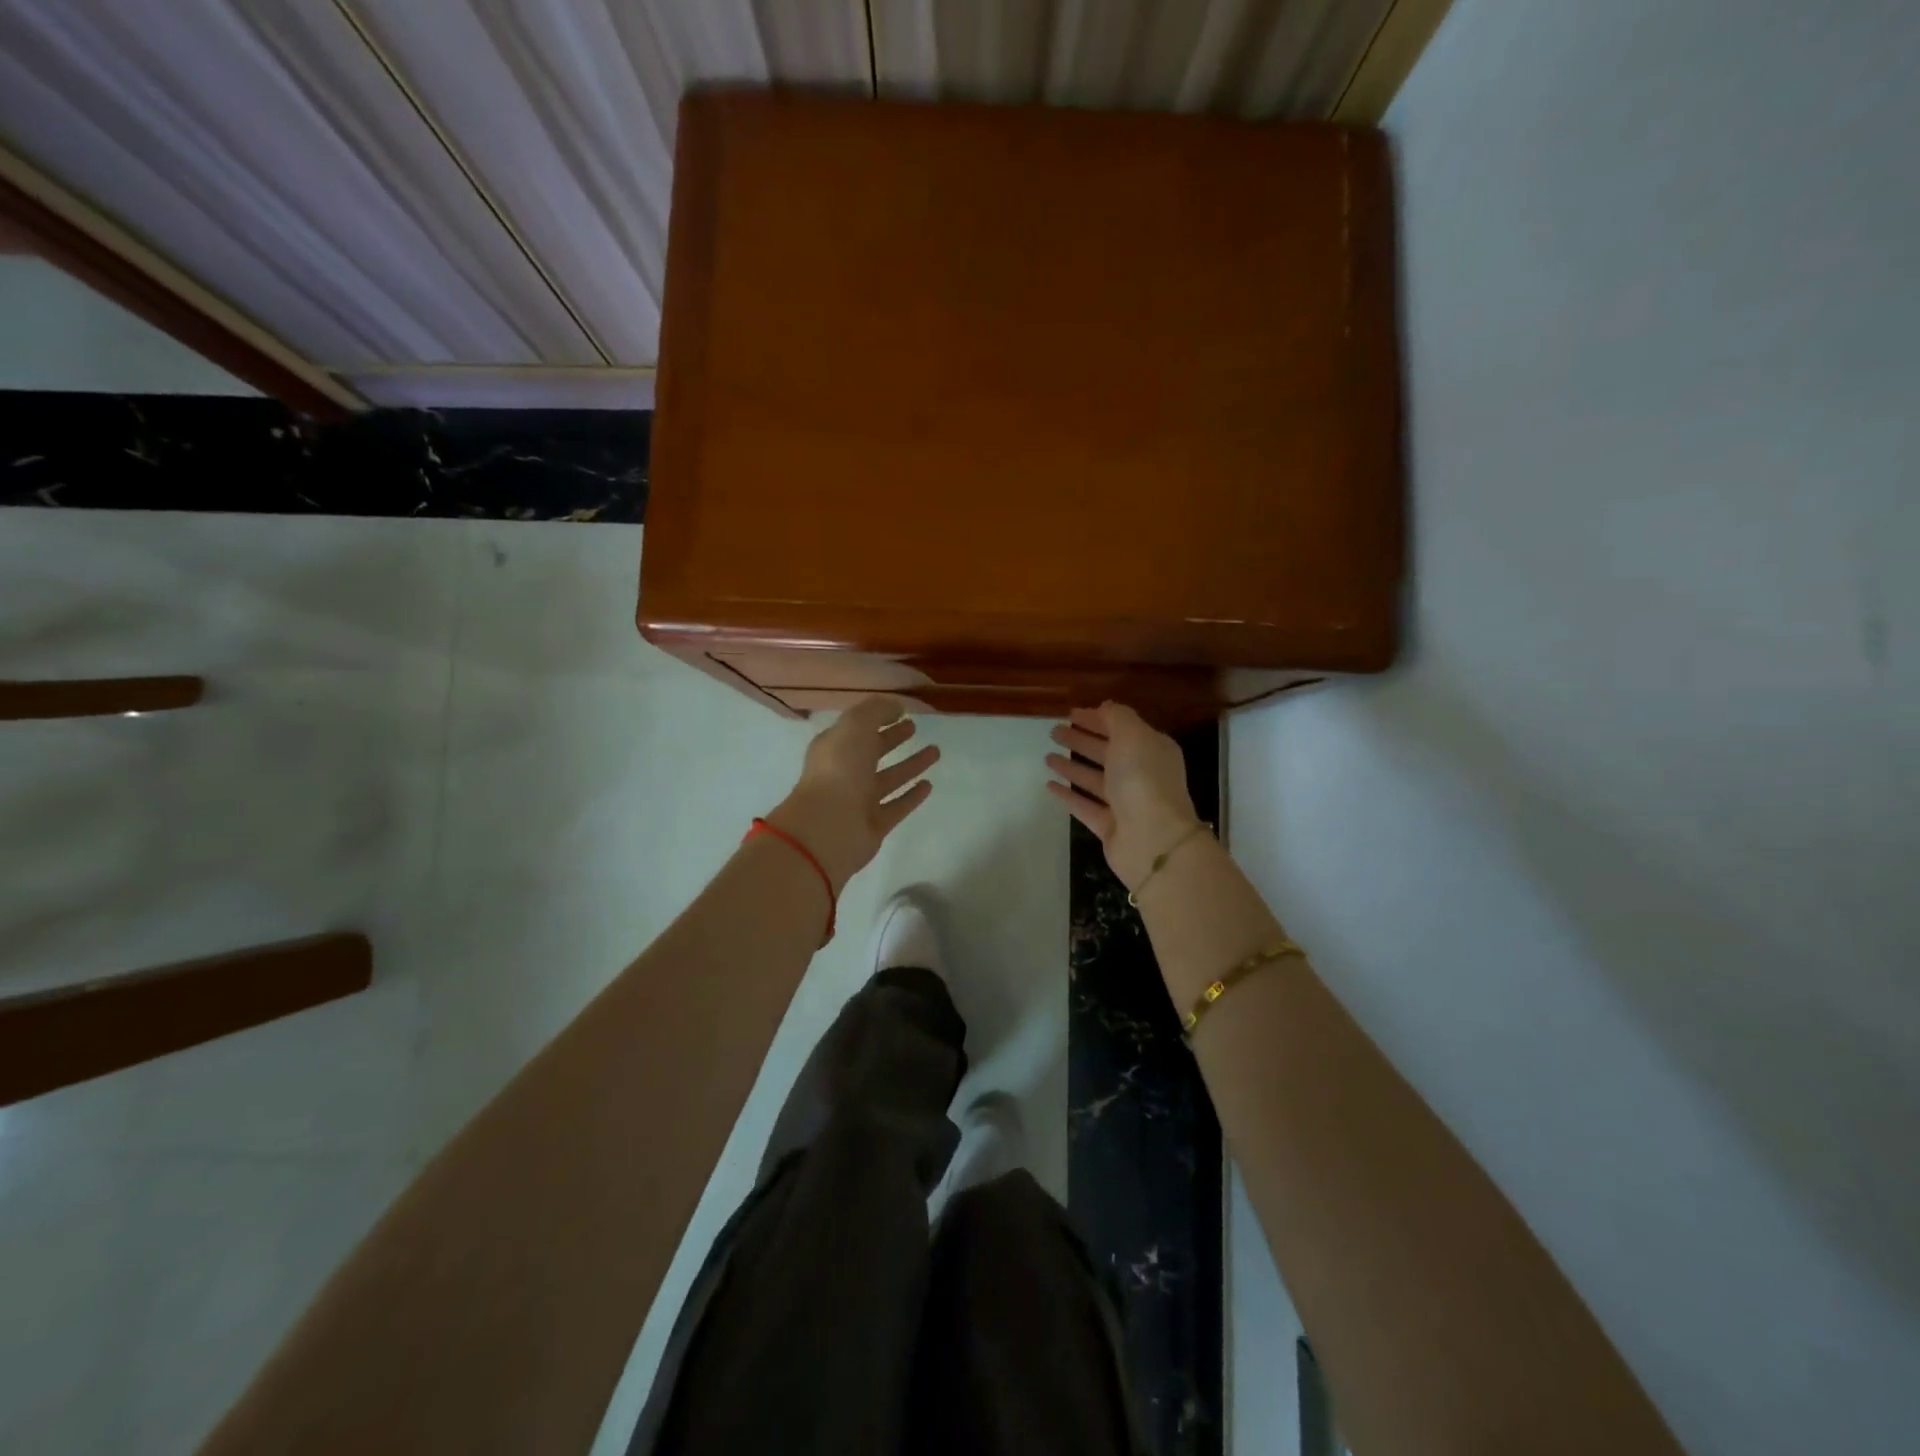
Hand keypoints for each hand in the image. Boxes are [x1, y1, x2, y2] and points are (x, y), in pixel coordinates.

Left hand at [767, 696, 939, 892]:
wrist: (829, 827)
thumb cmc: (839, 769)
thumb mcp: (855, 726)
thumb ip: (876, 710)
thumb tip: (896, 706)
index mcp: (834, 748)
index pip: (857, 728)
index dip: (877, 717)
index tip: (902, 711)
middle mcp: (845, 773)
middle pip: (872, 752)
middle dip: (893, 739)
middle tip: (914, 728)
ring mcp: (860, 800)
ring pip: (889, 778)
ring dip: (910, 765)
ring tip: (935, 751)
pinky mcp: (874, 824)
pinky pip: (897, 806)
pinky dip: (912, 796)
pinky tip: (929, 784)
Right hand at [1046, 702, 1202, 891]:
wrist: (1153, 839)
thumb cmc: (1143, 780)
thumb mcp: (1133, 736)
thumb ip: (1117, 718)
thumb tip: (1105, 707)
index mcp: (1151, 750)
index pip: (1121, 729)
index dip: (1096, 719)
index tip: (1070, 714)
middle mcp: (1140, 775)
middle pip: (1106, 753)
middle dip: (1081, 741)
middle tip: (1053, 732)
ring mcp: (1124, 802)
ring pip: (1093, 779)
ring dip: (1072, 767)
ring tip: (1047, 757)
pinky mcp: (1109, 826)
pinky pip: (1084, 805)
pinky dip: (1069, 795)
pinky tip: (1049, 785)